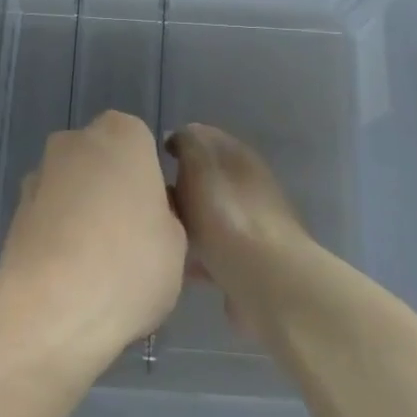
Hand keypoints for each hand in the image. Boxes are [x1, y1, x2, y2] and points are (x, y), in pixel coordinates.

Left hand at [0, 111, 186, 362]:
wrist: (51, 309)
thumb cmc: (130, 264)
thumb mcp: (177, 243)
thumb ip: (163, 215)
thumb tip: (147, 215)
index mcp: (123, 135)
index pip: (140, 144)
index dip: (148, 180)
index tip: (155, 216)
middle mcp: (75, 142)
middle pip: (100, 162)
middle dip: (111, 191)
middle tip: (130, 240)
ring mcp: (38, 175)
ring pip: (71, 189)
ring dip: (81, 214)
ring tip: (97, 267)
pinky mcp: (13, 213)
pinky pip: (48, 218)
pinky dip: (58, 237)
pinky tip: (70, 277)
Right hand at [166, 123, 315, 333]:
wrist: (265, 280)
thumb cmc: (226, 215)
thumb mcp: (200, 165)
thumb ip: (187, 143)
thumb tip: (177, 136)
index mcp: (240, 158)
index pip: (206, 137)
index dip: (179, 142)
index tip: (154, 159)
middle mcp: (249, 187)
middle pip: (207, 179)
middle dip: (180, 187)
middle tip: (151, 200)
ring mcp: (251, 227)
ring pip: (209, 216)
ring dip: (186, 223)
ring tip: (157, 234)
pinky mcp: (248, 263)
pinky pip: (213, 253)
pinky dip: (195, 256)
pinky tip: (175, 265)